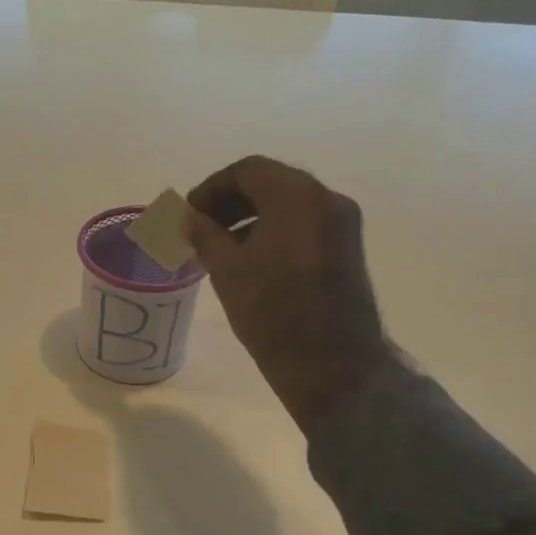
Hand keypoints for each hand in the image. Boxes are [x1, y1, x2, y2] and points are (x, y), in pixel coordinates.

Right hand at [185, 156, 390, 430]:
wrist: (332, 364)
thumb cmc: (273, 311)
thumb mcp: (227, 270)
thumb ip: (204, 235)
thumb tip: (190, 218)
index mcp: (298, 196)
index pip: (248, 171)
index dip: (212, 188)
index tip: (189, 214)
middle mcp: (327, 200)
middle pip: (271, 184)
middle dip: (231, 202)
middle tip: (200, 228)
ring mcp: (342, 225)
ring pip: (289, 206)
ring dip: (251, 218)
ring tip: (220, 248)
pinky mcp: (346, 251)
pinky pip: (304, 226)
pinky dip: (274, 232)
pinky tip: (250, 261)